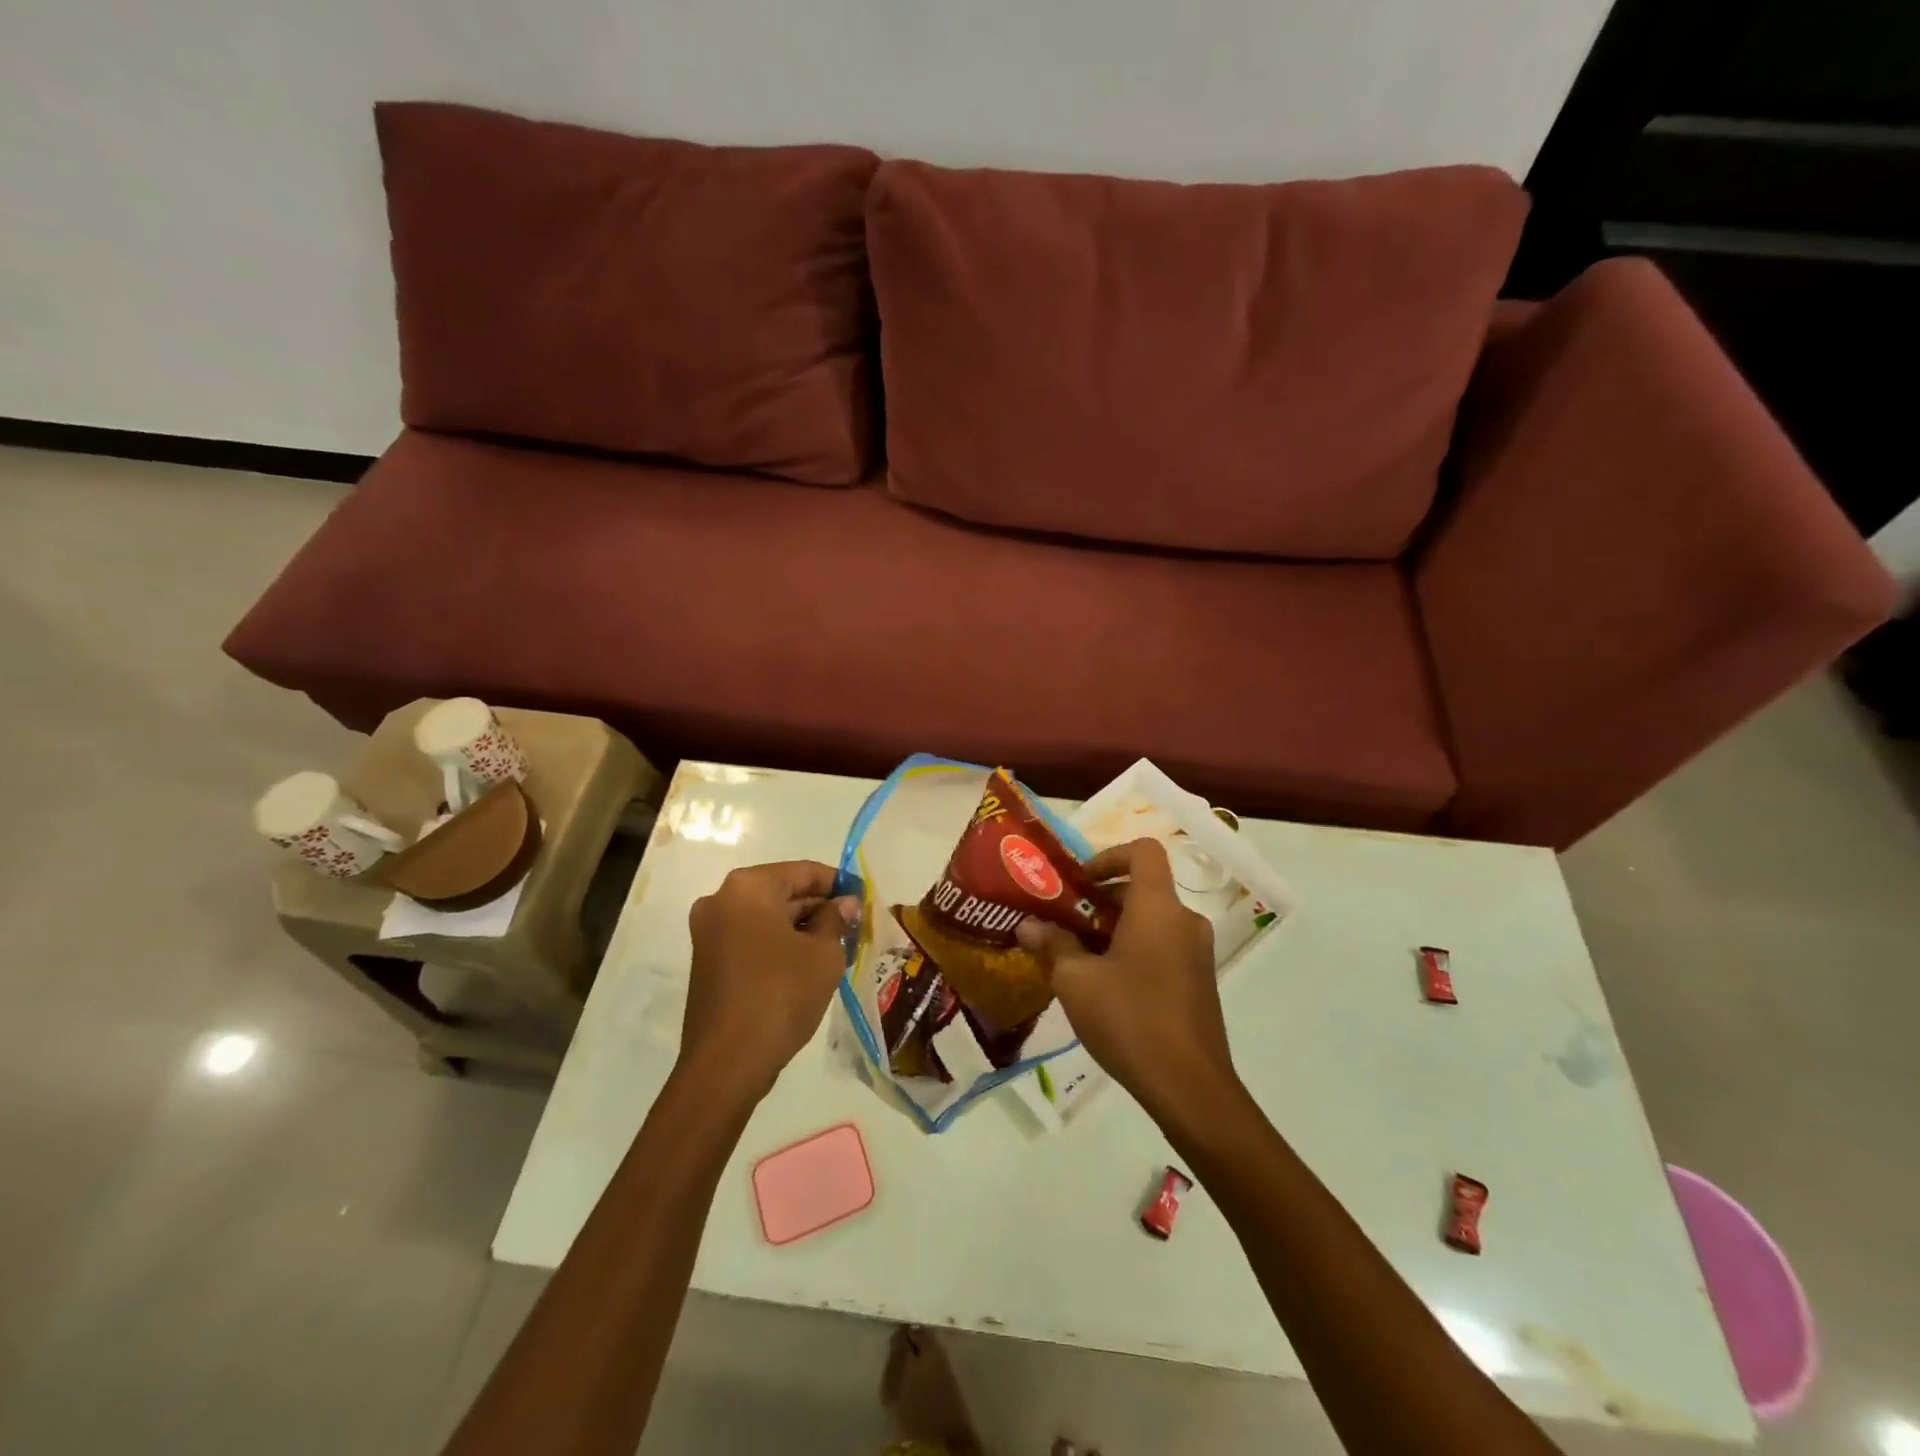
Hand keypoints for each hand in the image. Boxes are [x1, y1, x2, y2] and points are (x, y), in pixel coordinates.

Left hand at [681, 861, 859, 1102]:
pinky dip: (780, 944)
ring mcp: (709, 932)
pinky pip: (752, 939)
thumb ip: (835, 920)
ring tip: (839, 946)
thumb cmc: (780, 995)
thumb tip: (844, 904)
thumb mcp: (822, 954)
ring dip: (801, 928)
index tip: (864, 897)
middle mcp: (722, 900)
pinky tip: (809, 964)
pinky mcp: (707, 961)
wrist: (726, 1063)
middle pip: (782, 892)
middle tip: (854, 925)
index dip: (838, 883)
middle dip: (819, 907)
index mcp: (748, 887)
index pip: (804, 871)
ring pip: (767, 917)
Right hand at [1017, 839, 1238, 1120]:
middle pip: (1142, 889)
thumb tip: (1027, 926)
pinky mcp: (1199, 981)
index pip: (1143, 851)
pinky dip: (1134, 950)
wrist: (1190, 1088)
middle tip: (1064, 923)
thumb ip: (1052, 945)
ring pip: (1151, 921)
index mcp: (1158, 908)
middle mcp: (1184, 920)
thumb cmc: (1130, 1019)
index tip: (1080, 882)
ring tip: (1077, 958)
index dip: (1109, 855)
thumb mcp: (1076, 981)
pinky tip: (1105, 987)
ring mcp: (1197, 952)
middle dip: (1100, 901)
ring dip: (1114, 928)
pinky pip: (1163, 946)